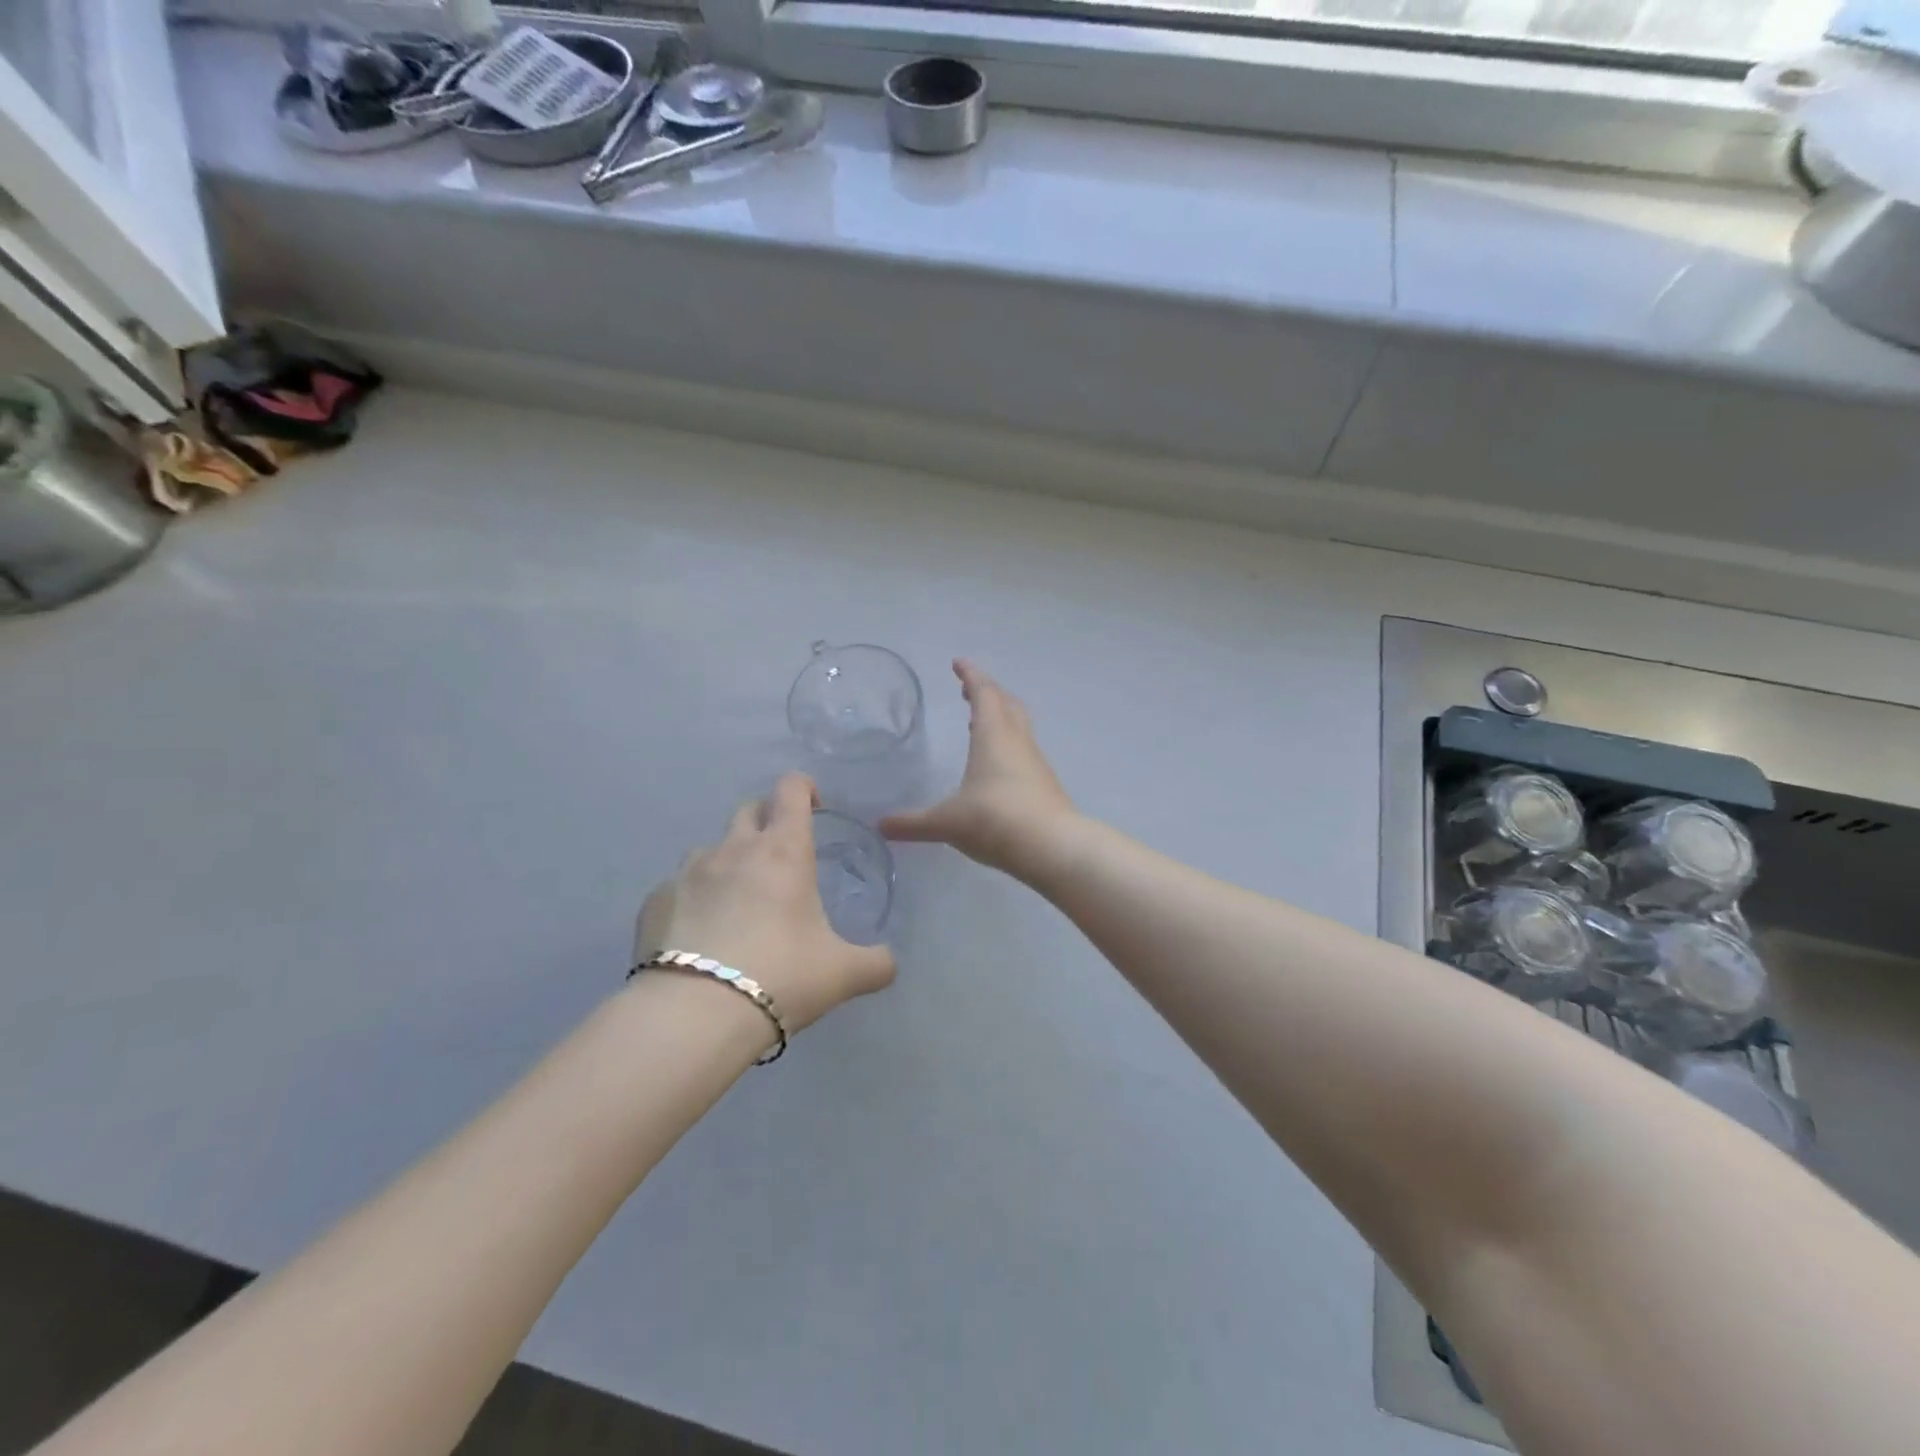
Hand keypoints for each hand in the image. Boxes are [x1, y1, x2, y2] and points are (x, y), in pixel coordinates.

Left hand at [636, 774, 895, 1032]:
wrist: (695, 1014)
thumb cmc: (782, 977)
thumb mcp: (843, 974)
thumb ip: (875, 963)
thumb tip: (889, 963)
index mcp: (784, 851)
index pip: (791, 789)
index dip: (804, 787)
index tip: (814, 806)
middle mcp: (734, 849)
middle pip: (749, 809)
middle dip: (767, 819)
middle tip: (781, 856)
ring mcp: (688, 872)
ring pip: (710, 848)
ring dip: (728, 861)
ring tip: (737, 902)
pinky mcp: (655, 901)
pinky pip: (678, 887)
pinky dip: (693, 899)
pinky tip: (699, 936)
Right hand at [880, 659, 1078, 880]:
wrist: (1052, 847)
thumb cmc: (995, 821)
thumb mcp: (946, 822)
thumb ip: (913, 823)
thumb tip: (880, 826)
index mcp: (993, 735)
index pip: (983, 693)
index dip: (970, 675)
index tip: (958, 663)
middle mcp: (1017, 741)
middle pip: (1006, 703)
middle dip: (988, 692)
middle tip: (969, 690)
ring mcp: (1035, 761)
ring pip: (1019, 726)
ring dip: (1001, 717)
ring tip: (980, 722)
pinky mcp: (1045, 783)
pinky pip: (1024, 750)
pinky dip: (1009, 744)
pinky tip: (998, 765)